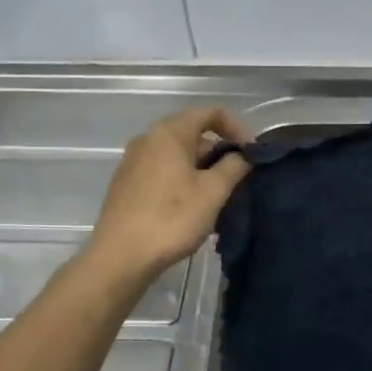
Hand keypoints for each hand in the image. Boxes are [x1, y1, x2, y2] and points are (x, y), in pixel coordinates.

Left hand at [84, 107, 252, 279]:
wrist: (119, 258)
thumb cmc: (171, 218)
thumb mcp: (213, 192)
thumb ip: (234, 166)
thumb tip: (242, 155)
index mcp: (169, 133)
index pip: (210, 112)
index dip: (237, 127)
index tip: (252, 153)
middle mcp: (148, 140)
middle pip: (193, 133)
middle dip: (220, 152)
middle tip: (240, 179)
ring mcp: (133, 163)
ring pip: (178, 155)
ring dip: (203, 169)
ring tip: (220, 198)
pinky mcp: (127, 186)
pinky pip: (163, 172)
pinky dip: (184, 181)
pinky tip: (194, 209)